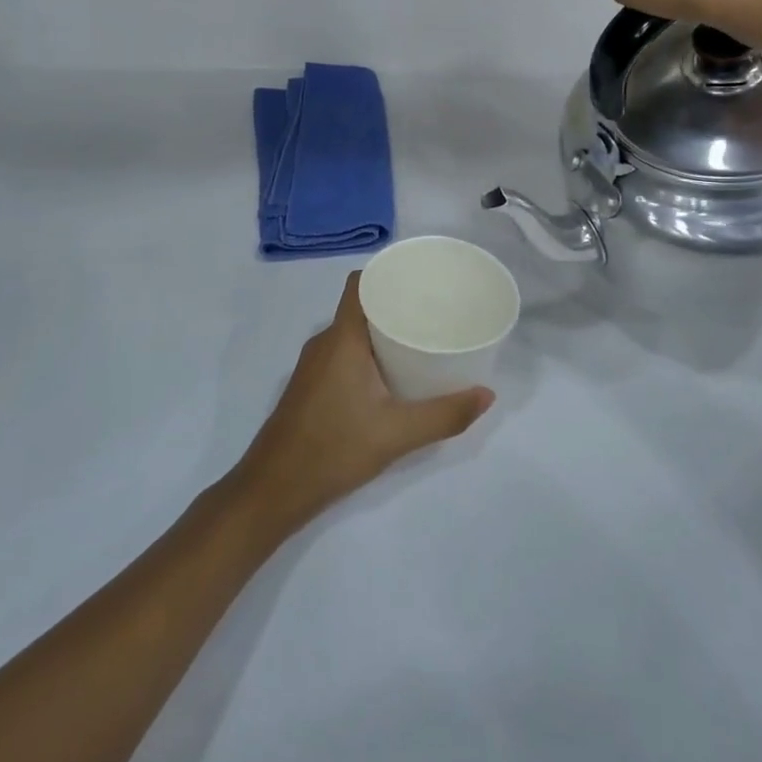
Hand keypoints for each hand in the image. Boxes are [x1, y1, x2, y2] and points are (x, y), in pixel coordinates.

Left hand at [229, 273, 494, 540]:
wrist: (274, 488)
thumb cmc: (334, 449)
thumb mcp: (397, 434)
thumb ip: (445, 415)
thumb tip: (487, 395)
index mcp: (342, 339)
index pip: (359, 283)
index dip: (387, 273)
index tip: (422, 279)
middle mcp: (324, 343)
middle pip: (360, 306)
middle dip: (396, 304)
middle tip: (435, 312)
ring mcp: (313, 365)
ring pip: (351, 333)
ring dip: (382, 332)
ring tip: (421, 340)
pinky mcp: (310, 386)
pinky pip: (343, 354)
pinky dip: (368, 353)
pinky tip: (392, 375)